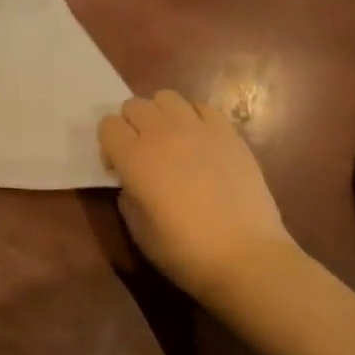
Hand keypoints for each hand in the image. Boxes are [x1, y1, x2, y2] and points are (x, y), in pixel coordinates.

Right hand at [98, 89, 294, 305]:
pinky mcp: (227, 132)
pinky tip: (200, 142)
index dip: (109, 145)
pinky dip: (194, 118)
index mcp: (134, 157)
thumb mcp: (138, 230)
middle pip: (134, 105)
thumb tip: (132, 181)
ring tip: (171, 141)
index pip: (108, 125)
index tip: (119, 168)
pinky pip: (201, 107)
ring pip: (166, 97)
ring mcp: (197, 129)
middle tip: (144, 153)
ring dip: (161, 115)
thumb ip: (127, 195)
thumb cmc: (185, 252)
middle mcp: (161, 133)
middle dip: (132, 125)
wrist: (246, 257)